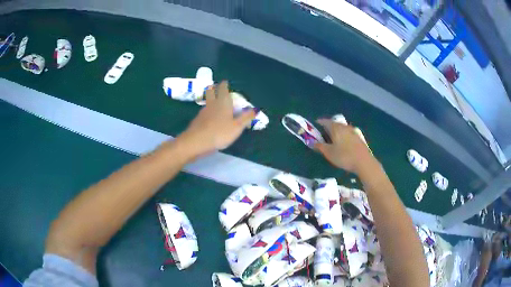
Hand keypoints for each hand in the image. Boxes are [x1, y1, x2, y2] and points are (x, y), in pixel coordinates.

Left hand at [179, 81, 254, 155]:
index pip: (223, 90)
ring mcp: (202, 112)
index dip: (224, 85)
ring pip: (207, 102)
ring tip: (214, 101)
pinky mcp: (197, 120)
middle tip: (215, 86)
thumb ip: (246, 117)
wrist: (196, 141)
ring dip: (210, 99)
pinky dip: (207, 111)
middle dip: (213, 88)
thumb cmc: (220, 133)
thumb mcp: (237, 127)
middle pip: (211, 92)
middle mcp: (212, 104)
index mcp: (223, 103)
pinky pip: (203, 112)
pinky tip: (208, 116)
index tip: (224, 82)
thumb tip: (256, 108)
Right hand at [315, 119, 374, 172]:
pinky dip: (342, 135)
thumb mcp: (329, 153)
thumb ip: (320, 146)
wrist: (363, 162)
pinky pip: (347, 133)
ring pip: (341, 128)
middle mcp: (344, 127)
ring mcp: (353, 131)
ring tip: (332, 138)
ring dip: (336, 131)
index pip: (325, 121)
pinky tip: (342, 142)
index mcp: (336, 128)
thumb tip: (312, 142)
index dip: (319, 122)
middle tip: (322, 133)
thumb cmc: (344, 156)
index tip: (315, 125)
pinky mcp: (358, 137)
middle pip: (334, 123)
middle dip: (328, 127)